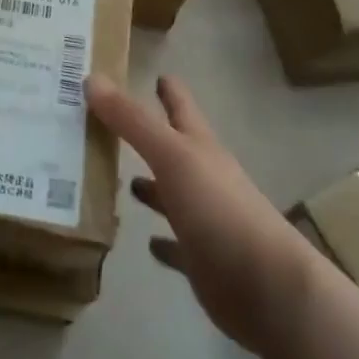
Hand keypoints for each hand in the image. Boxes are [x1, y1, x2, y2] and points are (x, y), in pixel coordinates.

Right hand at [90, 74, 314, 355]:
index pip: (181, 106)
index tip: (154, 72)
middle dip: (148, 135)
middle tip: (113, 125)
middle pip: (173, 148)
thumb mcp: (171, 155)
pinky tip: (146, 241)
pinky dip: (162, 241)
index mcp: (199, 146)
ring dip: (150, 186)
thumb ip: (132, 120)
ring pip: (171, 194)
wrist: (266, 286)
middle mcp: (203, 176)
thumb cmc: (218, 209)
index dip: (169, 89)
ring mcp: (205, 219)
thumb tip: (92, 78)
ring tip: (121, 179)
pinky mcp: (201, 260)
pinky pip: (176, 245)